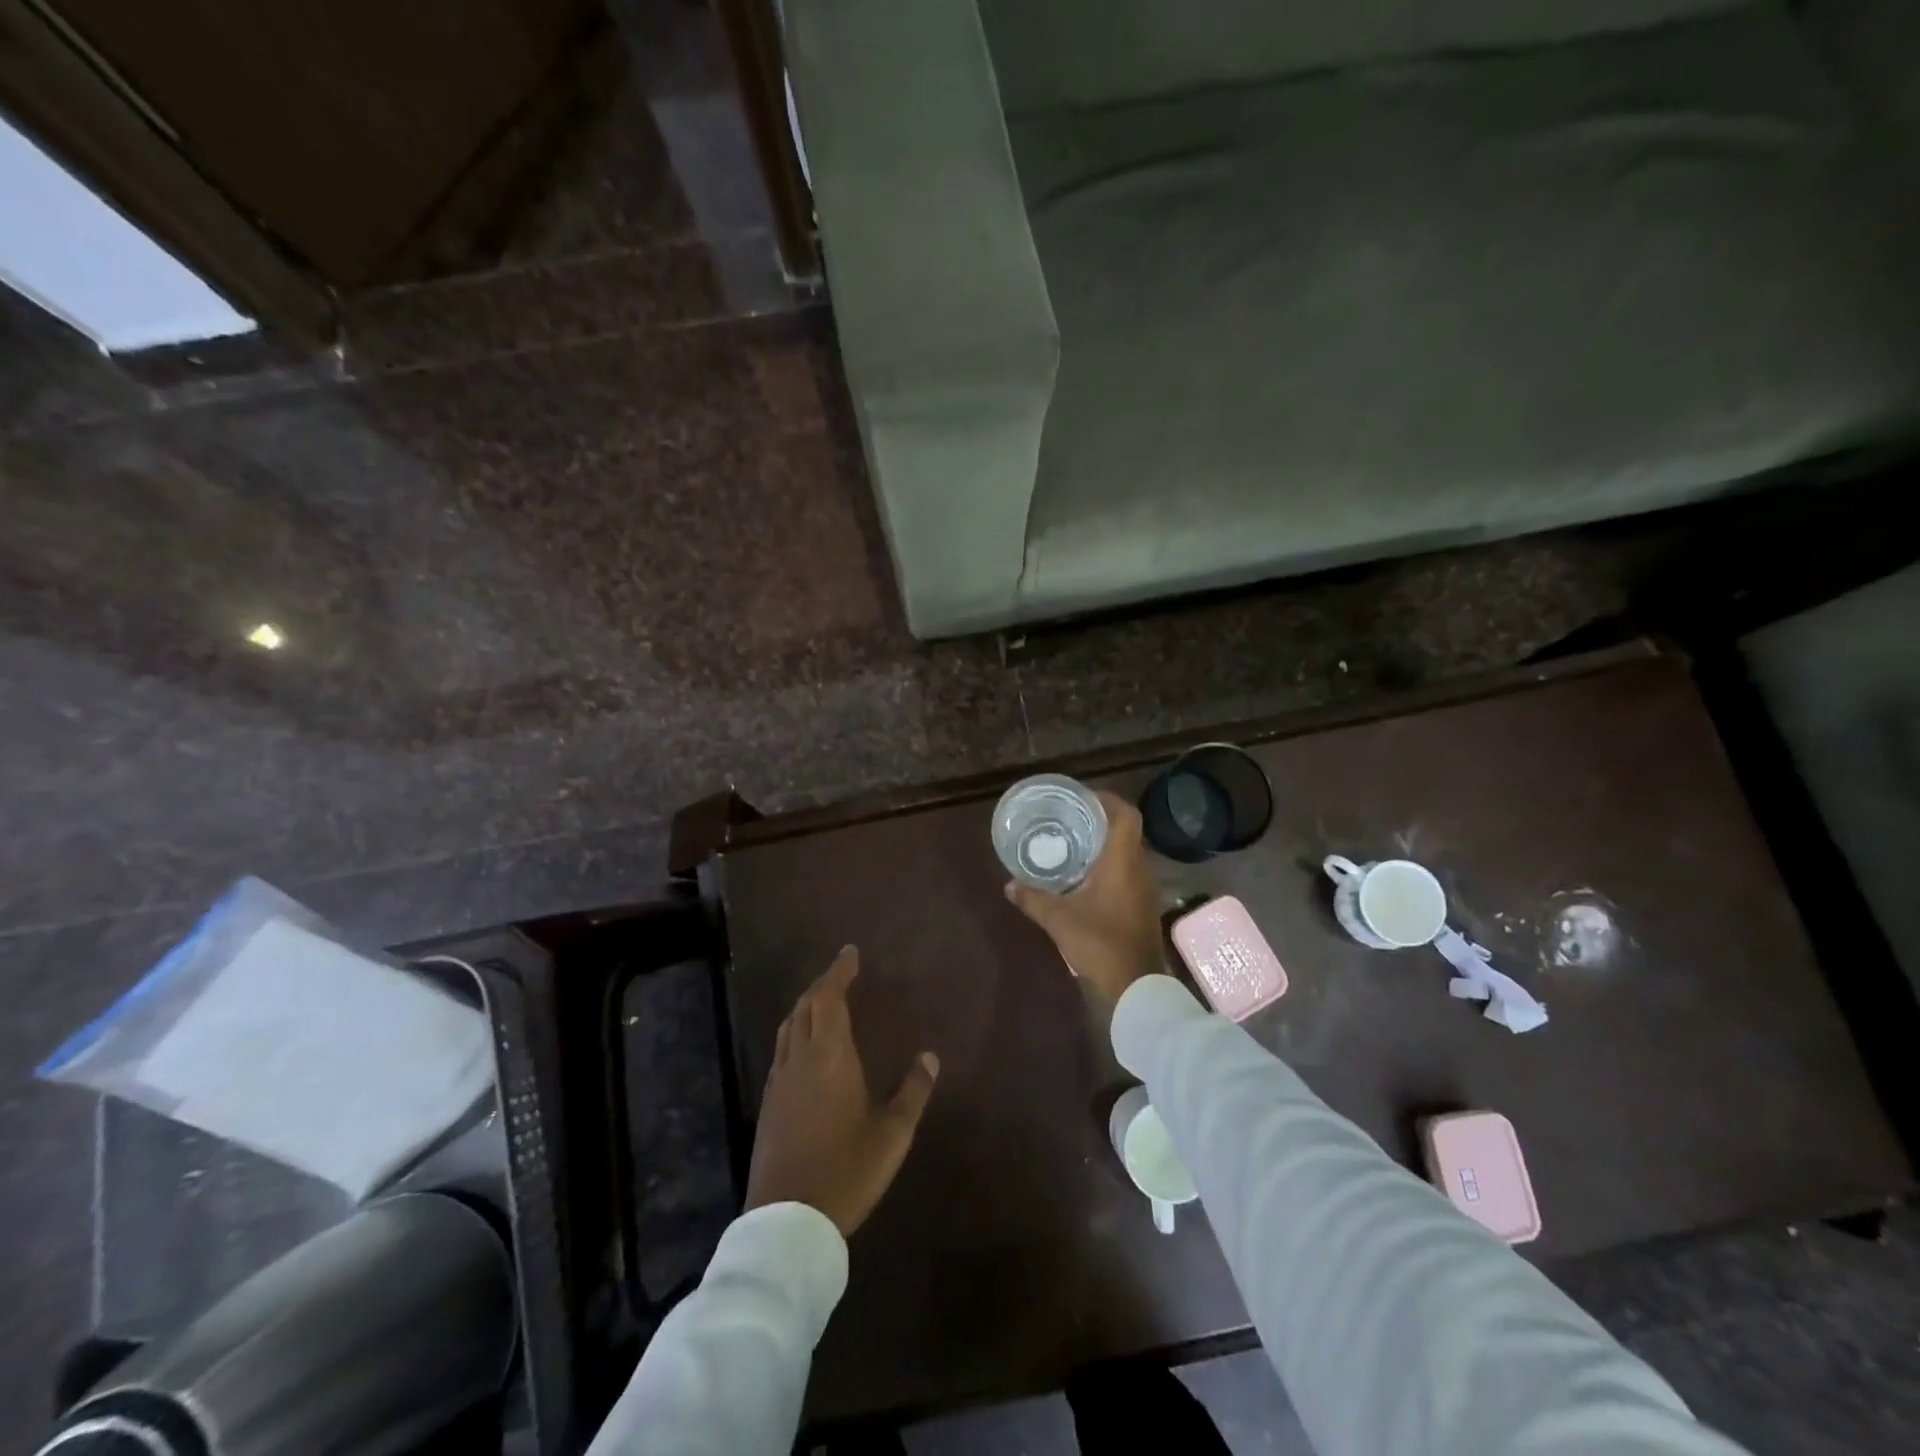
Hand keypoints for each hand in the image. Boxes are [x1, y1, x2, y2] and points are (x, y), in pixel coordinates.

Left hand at [744, 947, 940, 1236]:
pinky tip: (804, 1045)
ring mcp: (779, 1080)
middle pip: (805, 1006)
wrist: (787, 1220)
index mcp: (830, 1056)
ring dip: (805, 1005)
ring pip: (788, 1026)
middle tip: (841, 972)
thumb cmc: (846, 1170)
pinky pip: (781, 1049)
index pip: (829, 997)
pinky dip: (794, 1031)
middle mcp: (800, 1058)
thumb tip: (930, 1057)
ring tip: (822, 999)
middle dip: (822, 983)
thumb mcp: (892, 1134)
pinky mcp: (769, 1103)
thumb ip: (913, 1092)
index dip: (839, 971)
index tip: (850, 952)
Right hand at [1006, 789, 1165, 1006]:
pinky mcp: (1144, 906)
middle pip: (1127, 831)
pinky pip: (1129, 872)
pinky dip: (1111, 866)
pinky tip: (1087, 877)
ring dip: (1107, 845)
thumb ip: (1033, 899)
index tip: (1084, 797)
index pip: (1126, 815)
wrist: (1137, 986)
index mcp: (1123, 862)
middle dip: (1101, 821)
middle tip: (1072, 818)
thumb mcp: (1059, 920)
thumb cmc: (1100, 943)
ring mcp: (1145, 889)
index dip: (1108, 800)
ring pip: (1129, 853)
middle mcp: (1140, 868)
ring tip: (1076, 843)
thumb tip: (1009, 885)